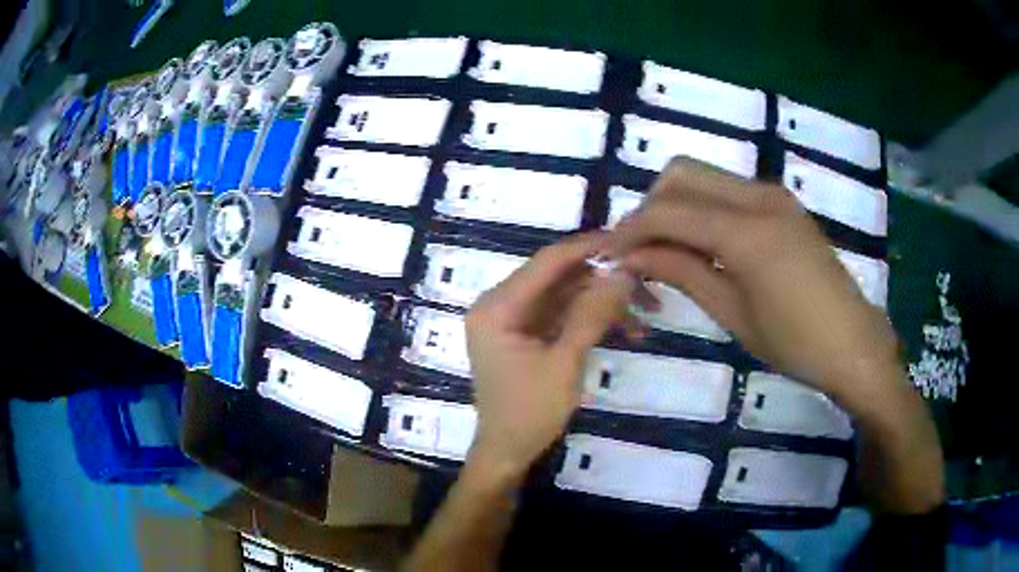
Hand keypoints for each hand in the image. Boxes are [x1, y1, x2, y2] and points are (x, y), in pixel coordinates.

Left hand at [465, 233, 636, 477]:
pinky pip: (565, 316)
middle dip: (604, 279)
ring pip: (568, 296)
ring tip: (648, 313)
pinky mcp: (530, 335)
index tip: (627, 240)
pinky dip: (594, 320)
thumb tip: (624, 271)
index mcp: (497, 307)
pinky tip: (630, 329)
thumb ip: (593, 314)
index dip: (588, 248)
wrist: (509, 454)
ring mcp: (516, 321)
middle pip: (560, 277)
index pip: (546, 262)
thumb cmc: (529, 414)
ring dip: (605, 302)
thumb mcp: (564, 363)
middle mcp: (502, 305)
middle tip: (646, 280)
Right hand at [604, 158, 902, 411]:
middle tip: (641, 250)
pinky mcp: (782, 203)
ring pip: (704, 176)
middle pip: (682, 174)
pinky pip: (728, 190)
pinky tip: (704, 245)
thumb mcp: (733, 315)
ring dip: (676, 204)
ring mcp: (774, 195)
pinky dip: (703, 207)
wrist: (853, 342)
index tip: (610, 253)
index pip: (669, 212)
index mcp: (747, 232)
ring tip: (669, 250)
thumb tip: (633, 256)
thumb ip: (683, 273)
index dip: (631, 229)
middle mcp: (759, 197)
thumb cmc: (795, 343)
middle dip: (651, 206)